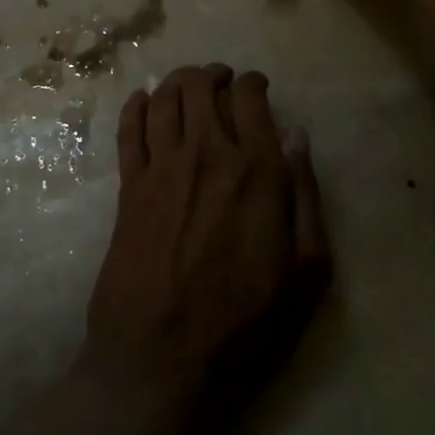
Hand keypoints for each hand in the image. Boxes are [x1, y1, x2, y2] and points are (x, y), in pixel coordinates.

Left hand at [81, 65, 329, 418]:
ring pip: (164, 98)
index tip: (256, 86)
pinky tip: (142, 100)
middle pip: (201, 86)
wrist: (162, 360)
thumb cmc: (246, 325)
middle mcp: (206, 154)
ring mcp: (161, 167)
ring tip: (187, 83)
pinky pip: (128, 128)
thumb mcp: (307, 272)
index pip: (249, 98)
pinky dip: (135, 105)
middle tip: (220, 80)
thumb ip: (305, 196)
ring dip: (177, 80)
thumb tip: (296, 136)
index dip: (252, 83)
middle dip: (213, 75)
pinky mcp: (128, 187)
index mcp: (255, 170)